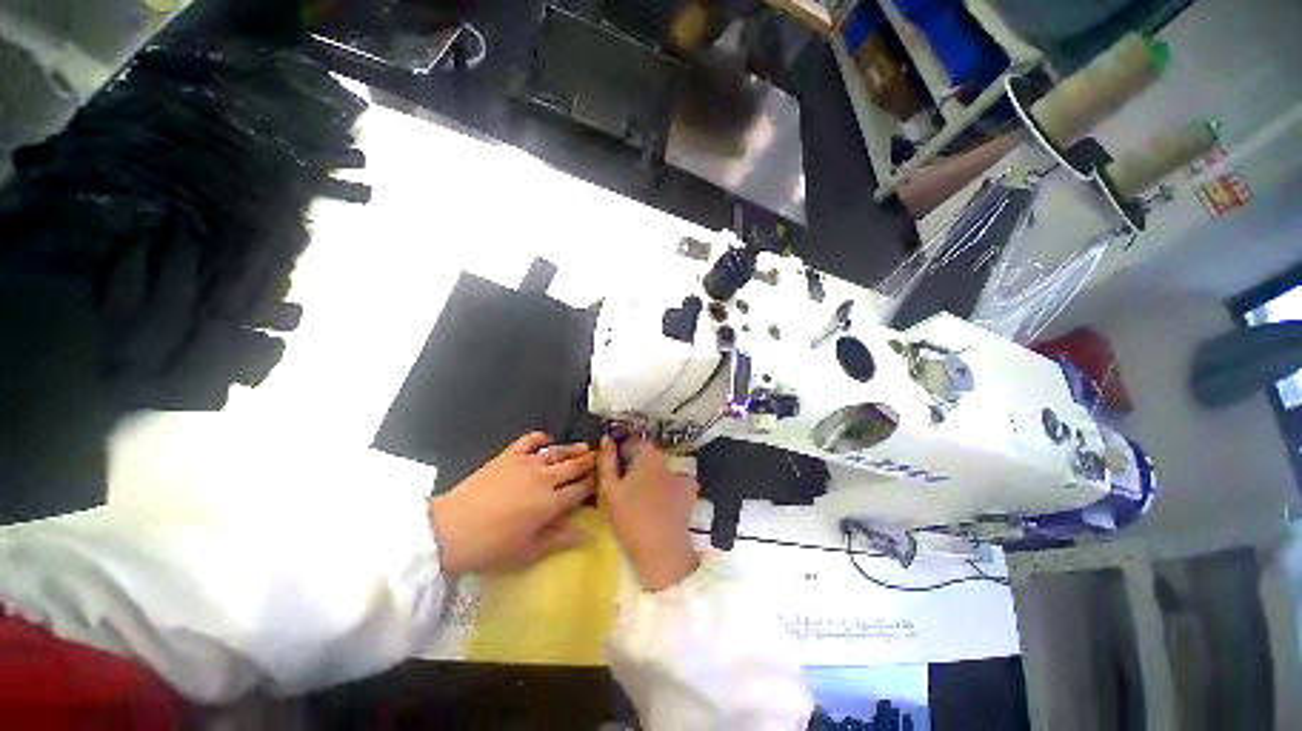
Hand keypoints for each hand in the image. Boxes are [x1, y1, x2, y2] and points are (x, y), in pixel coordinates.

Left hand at [429, 432, 595, 574]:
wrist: (450, 529)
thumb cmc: (491, 547)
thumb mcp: (527, 552)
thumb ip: (559, 539)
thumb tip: (587, 534)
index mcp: (551, 503)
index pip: (581, 489)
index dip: (594, 483)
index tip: (602, 480)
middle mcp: (544, 478)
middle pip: (574, 466)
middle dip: (589, 462)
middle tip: (599, 458)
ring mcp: (526, 463)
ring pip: (558, 451)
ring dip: (573, 449)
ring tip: (585, 447)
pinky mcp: (509, 455)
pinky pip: (530, 440)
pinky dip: (541, 438)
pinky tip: (547, 440)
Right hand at [597, 437, 699, 591]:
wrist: (661, 550)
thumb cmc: (629, 518)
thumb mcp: (609, 489)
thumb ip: (606, 461)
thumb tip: (606, 439)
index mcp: (646, 454)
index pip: (632, 439)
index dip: (621, 448)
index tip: (613, 462)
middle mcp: (666, 459)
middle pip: (647, 452)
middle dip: (635, 461)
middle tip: (623, 481)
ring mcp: (680, 474)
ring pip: (660, 467)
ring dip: (650, 473)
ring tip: (640, 494)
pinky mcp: (688, 491)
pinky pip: (673, 481)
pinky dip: (666, 486)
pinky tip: (659, 501)